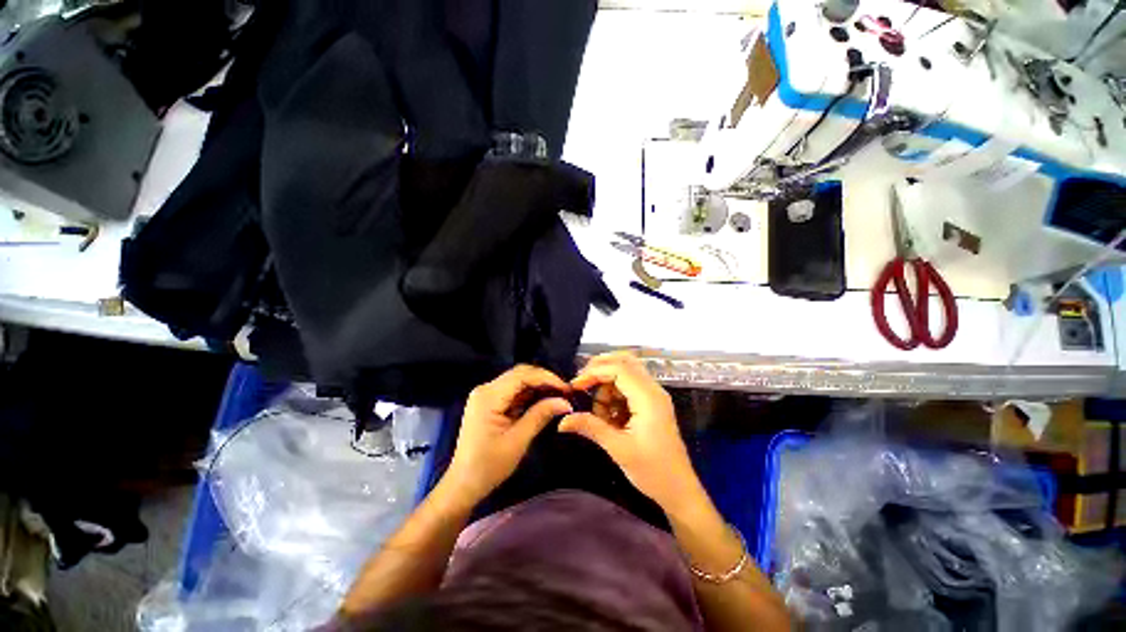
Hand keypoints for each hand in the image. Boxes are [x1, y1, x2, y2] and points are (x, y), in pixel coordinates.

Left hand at [445, 365, 572, 502]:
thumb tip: (566, 401)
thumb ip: (541, 415)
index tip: (567, 388)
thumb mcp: (518, 440)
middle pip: (520, 374)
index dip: (547, 378)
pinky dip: (529, 394)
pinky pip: (513, 391)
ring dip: (538, 387)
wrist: (463, 484)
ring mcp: (486, 394)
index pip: (522, 375)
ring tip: (558, 396)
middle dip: (544, 380)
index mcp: (489, 396)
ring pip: (518, 381)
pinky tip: (543, 401)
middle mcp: (486, 389)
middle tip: (565, 392)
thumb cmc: (489, 466)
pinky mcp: (489, 402)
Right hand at [559, 352, 702, 512]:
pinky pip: (628, 387)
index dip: (594, 372)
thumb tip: (562, 421)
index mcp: (648, 397)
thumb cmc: (653, 471)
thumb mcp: (618, 449)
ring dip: (607, 385)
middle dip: (599, 369)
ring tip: (600, 413)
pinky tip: (609, 417)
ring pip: (625, 373)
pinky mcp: (651, 404)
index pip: (618, 368)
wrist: (680, 491)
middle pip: (624, 361)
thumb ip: (590, 427)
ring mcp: (653, 396)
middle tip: (582, 386)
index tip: (575, 387)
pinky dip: (614, 395)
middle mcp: (653, 390)